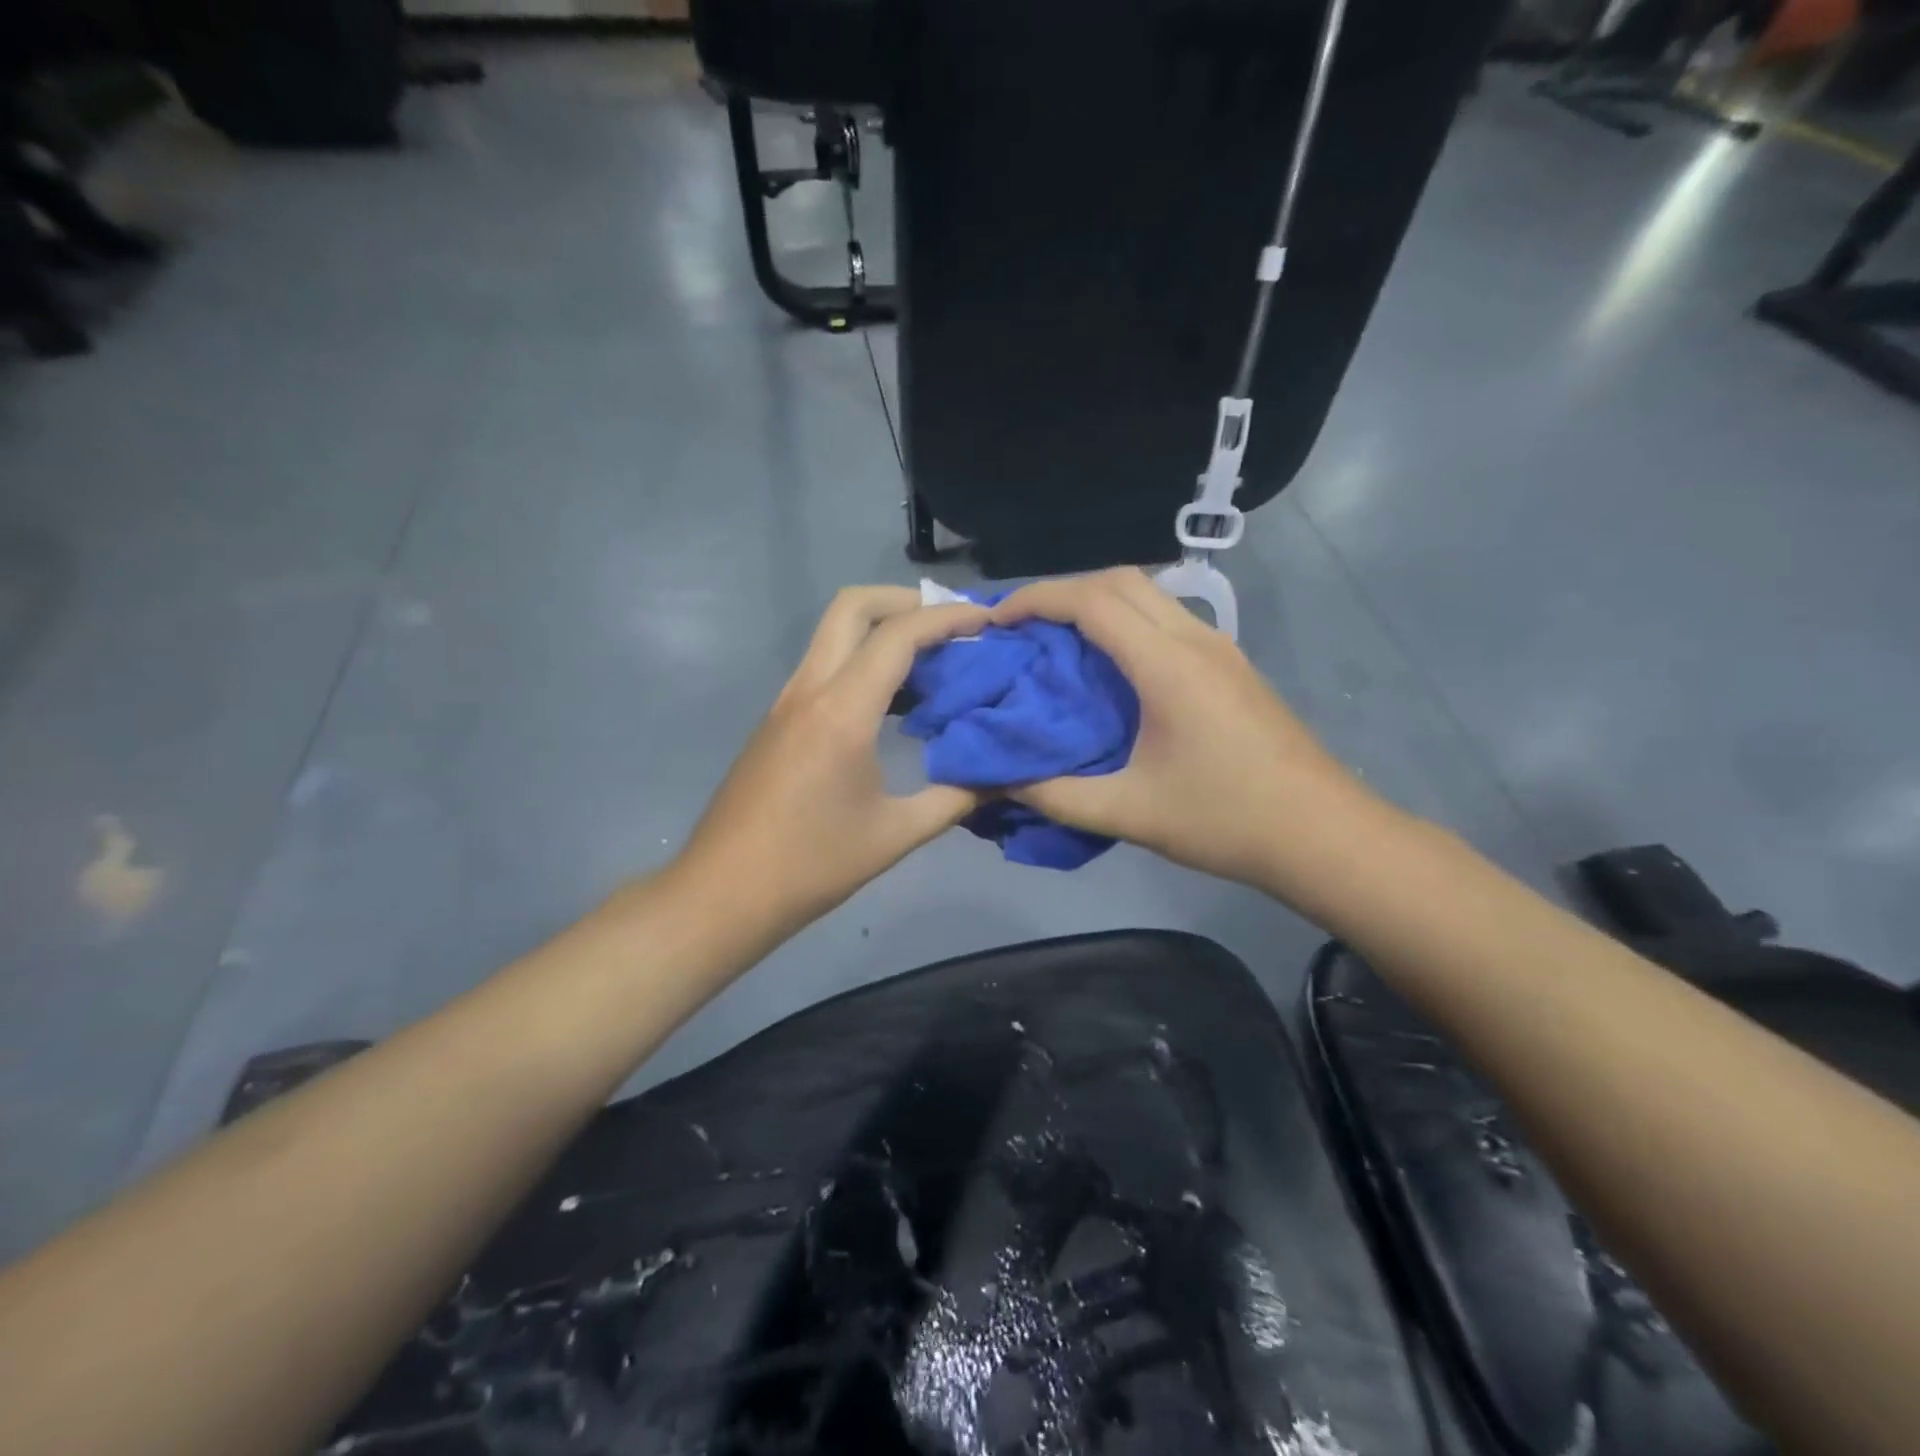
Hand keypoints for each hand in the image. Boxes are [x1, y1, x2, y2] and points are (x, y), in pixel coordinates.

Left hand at [674, 586, 990, 942]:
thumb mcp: (895, 835)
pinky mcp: (777, 719)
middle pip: (852, 606)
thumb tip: (1004, 777)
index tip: (988, 620)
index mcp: (841, 712)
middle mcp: (809, 690)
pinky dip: (862, 660)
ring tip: (933, 662)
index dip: (948, 618)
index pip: (899, 636)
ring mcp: (787, 701)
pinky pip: (825, 666)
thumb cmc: (811, 865)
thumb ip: (956, 798)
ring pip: (833, 633)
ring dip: (882, 629)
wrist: (723, 892)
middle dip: (905, 601)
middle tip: (951, 626)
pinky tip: (894, 703)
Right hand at [990, 569, 1393, 902]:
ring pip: (1148, 595)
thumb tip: (1000, 780)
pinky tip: (1109, 668)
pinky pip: (1166, 620)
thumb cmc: (1226, 820)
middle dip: (1062, 592)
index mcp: (1168, 665)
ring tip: (1057, 643)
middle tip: (1022, 629)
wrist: (1323, 834)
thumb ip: (1055, 796)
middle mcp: (1195, 639)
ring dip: (1097, 604)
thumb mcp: (1129, 813)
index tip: (996, 621)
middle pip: (1120, 580)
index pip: (1092, 600)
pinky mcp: (1231, 666)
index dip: (1036, 600)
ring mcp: (1220, 648)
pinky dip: (1125, 623)